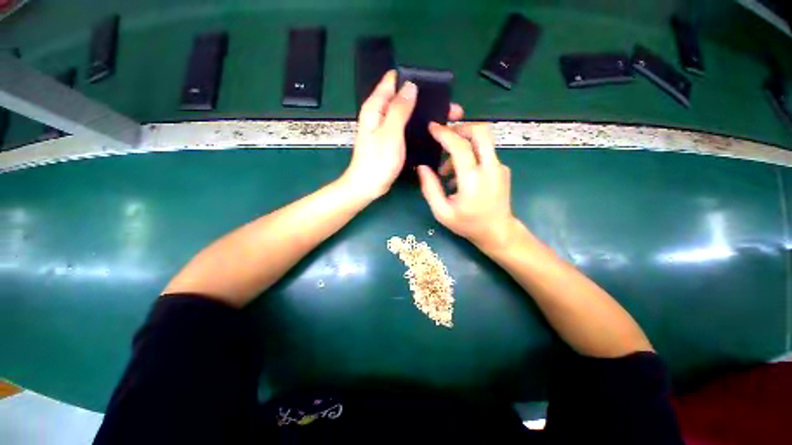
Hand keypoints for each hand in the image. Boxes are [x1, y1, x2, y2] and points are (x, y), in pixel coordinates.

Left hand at [341, 71, 462, 200]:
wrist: (368, 186)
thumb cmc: (377, 161)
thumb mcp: (390, 133)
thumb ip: (399, 109)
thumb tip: (410, 86)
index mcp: (376, 106)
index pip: (393, 80)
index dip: (413, 79)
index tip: (434, 86)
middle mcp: (380, 113)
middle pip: (403, 97)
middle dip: (425, 99)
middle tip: (448, 108)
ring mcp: (386, 127)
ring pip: (407, 113)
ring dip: (423, 114)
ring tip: (446, 119)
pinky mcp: (391, 140)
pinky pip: (406, 127)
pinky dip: (418, 127)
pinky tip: (432, 132)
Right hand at [417, 123, 517, 252]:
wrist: (498, 232)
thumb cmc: (468, 224)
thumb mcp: (442, 212)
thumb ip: (430, 189)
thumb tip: (422, 167)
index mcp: (473, 180)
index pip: (460, 147)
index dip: (445, 134)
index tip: (432, 127)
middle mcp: (490, 168)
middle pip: (481, 131)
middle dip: (461, 128)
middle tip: (446, 138)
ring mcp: (500, 167)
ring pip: (483, 141)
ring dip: (463, 146)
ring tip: (447, 170)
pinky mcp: (503, 169)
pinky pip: (485, 153)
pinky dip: (470, 157)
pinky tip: (460, 176)